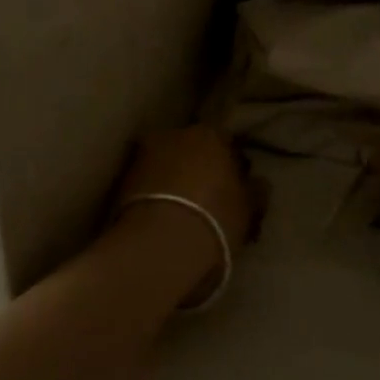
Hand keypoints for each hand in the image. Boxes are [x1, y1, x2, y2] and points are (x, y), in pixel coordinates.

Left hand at [109, 126, 252, 300]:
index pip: (225, 143)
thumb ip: (255, 191)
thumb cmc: (214, 220)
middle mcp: (175, 134)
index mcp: (210, 134)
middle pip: (192, 150)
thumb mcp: (248, 209)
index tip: (234, 189)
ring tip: (180, 213)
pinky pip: (146, 184)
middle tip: (206, 200)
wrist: (159, 245)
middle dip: (198, 169)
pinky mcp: (121, 180)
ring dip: (173, 181)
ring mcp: (144, 155)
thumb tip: (258, 182)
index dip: (231, 166)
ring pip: (166, 165)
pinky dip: (153, 195)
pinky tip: (160, 220)